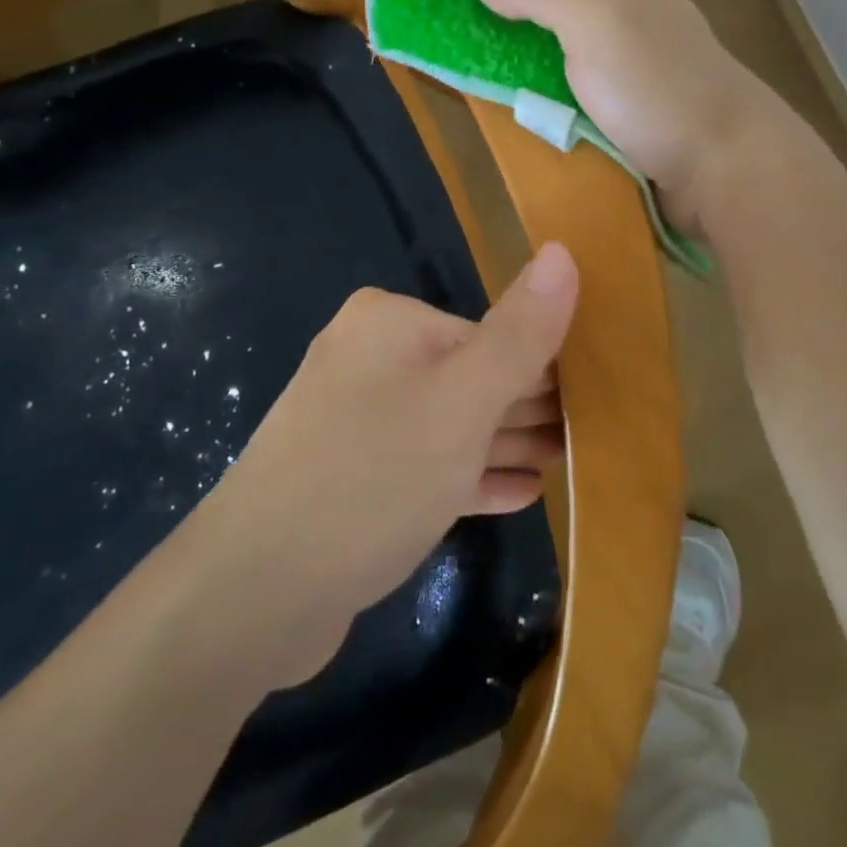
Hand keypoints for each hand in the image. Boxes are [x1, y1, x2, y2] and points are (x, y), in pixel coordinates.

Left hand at [189, 245, 577, 686]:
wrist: (253, 594)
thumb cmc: (374, 477)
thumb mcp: (463, 402)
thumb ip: (521, 333)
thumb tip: (563, 251)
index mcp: (391, 322)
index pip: (490, 336)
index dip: (543, 373)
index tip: (593, 409)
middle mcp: (369, 356)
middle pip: (470, 376)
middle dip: (527, 411)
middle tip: (587, 441)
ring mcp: (355, 418)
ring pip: (449, 424)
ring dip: (504, 444)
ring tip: (563, 464)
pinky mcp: (351, 475)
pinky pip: (424, 464)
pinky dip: (469, 476)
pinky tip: (520, 494)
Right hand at [465, 0, 773, 232]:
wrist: (726, 168)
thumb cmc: (659, 85)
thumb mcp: (597, 18)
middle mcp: (611, 20)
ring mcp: (614, 72)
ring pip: (542, 46)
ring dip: (497, 44)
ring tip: (441, 47)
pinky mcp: (613, 119)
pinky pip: (553, 94)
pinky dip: (521, 90)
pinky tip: (494, 99)